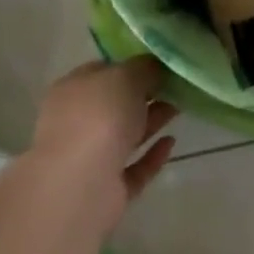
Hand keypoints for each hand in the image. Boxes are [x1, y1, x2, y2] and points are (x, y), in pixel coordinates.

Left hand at [27, 57, 178, 235]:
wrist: (81, 185)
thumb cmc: (99, 117)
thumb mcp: (125, 77)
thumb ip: (143, 68)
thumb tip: (154, 65)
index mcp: (73, 90)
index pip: (103, 72)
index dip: (131, 66)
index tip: (160, 64)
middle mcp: (77, 122)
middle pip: (116, 104)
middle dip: (145, 95)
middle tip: (177, 86)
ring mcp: (91, 157)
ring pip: (125, 135)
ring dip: (151, 121)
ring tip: (181, 108)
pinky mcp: (107, 189)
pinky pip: (134, 168)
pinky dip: (151, 156)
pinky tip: (172, 142)